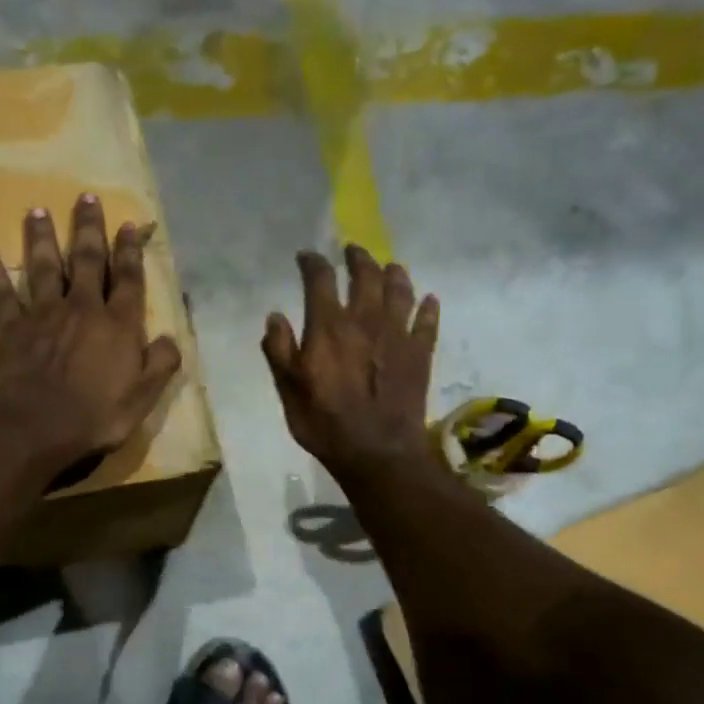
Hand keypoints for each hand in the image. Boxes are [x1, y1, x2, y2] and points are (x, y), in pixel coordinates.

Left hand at [0, 193, 182, 477]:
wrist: (36, 427)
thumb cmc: (95, 416)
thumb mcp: (143, 398)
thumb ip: (160, 364)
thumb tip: (170, 337)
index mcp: (118, 325)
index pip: (129, 280)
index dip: (131, 252)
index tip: (129, 225)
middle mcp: (83, 308)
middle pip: (88, 260)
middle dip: (89, 229)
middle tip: (85, 197)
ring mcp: (43, 315)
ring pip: (44, 268)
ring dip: (43, 239)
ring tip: (38, 211)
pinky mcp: (11, 328)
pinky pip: (2, 296)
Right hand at [262, 246, 440, 482]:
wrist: (377, 451)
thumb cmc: (325, 423)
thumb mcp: (288, 390)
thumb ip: (279, 350)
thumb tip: (275, 316)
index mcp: (329, 326)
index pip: (320, 280)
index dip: (312, 263)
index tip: (307, 257)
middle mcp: (365, 320)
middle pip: (366, 275)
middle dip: (358, 258)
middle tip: (353, 252)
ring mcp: (397, 335)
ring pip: (400, 291)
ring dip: (394, 274)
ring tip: (390, 266)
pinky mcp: (420, 354)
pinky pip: (427, 322)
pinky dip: (428, 308)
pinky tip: (428, 301)